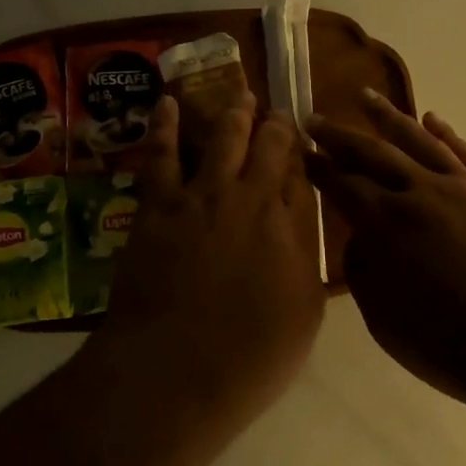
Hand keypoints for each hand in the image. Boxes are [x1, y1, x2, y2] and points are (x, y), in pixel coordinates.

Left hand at [94, 93, 326, 423]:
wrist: (173, 371)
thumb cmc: (249, 356)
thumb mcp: (303, 313)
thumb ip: (305, 258)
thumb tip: (304, 221)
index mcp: (287, 226)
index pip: (300, 176)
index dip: (301, 156)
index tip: (302, 144)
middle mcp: (249, 198)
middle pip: (268, 147)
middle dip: (274, 126)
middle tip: (276, 113)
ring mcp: (201, 196)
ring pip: (222, 138)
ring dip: (234, 113)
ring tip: (241, 95)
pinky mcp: (159, 204)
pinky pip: (161, 154)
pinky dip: (164, 125)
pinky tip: (167, 103)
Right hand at [306, 91, 465, 406]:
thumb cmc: (449, 346)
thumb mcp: (383, 320)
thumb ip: (363, 270)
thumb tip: (361, 237)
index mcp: (387, 224)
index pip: (342, 184)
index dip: (319, 166)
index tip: (302, 150)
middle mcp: (421, 193)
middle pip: (373, 153)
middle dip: (339, 135)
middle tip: (316, 118)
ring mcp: (463, 188)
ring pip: (419, 140)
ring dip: (389, 116)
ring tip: (366, 96)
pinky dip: (446, 133)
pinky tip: (432, 119)